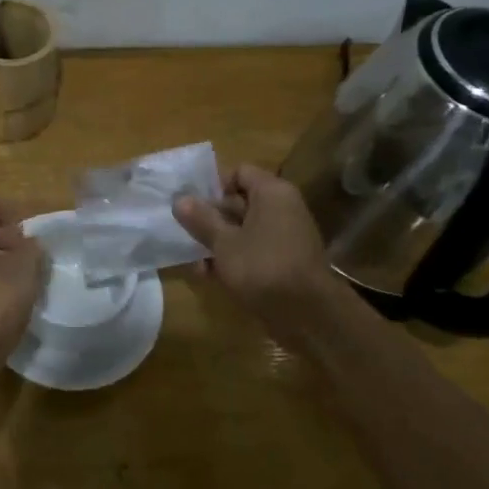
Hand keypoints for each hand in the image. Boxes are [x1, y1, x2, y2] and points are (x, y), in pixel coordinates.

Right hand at [175, 164, 342, 349]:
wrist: (309, 316)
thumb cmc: (263, 267)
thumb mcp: (224, 243)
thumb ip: (201, 220)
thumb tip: (179, 199)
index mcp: (272, 193)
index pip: (240, 172)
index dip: (214, 185)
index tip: (193, 205)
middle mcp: (282, 209)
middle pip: (240, 202)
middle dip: (211, 217)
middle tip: (186, 232)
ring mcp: (285, 236)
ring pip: (244, 229)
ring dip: (218, 241)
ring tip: (194, 260)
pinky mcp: (284, 262)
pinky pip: (254, 250)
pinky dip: (234, 258)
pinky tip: (209, 275)